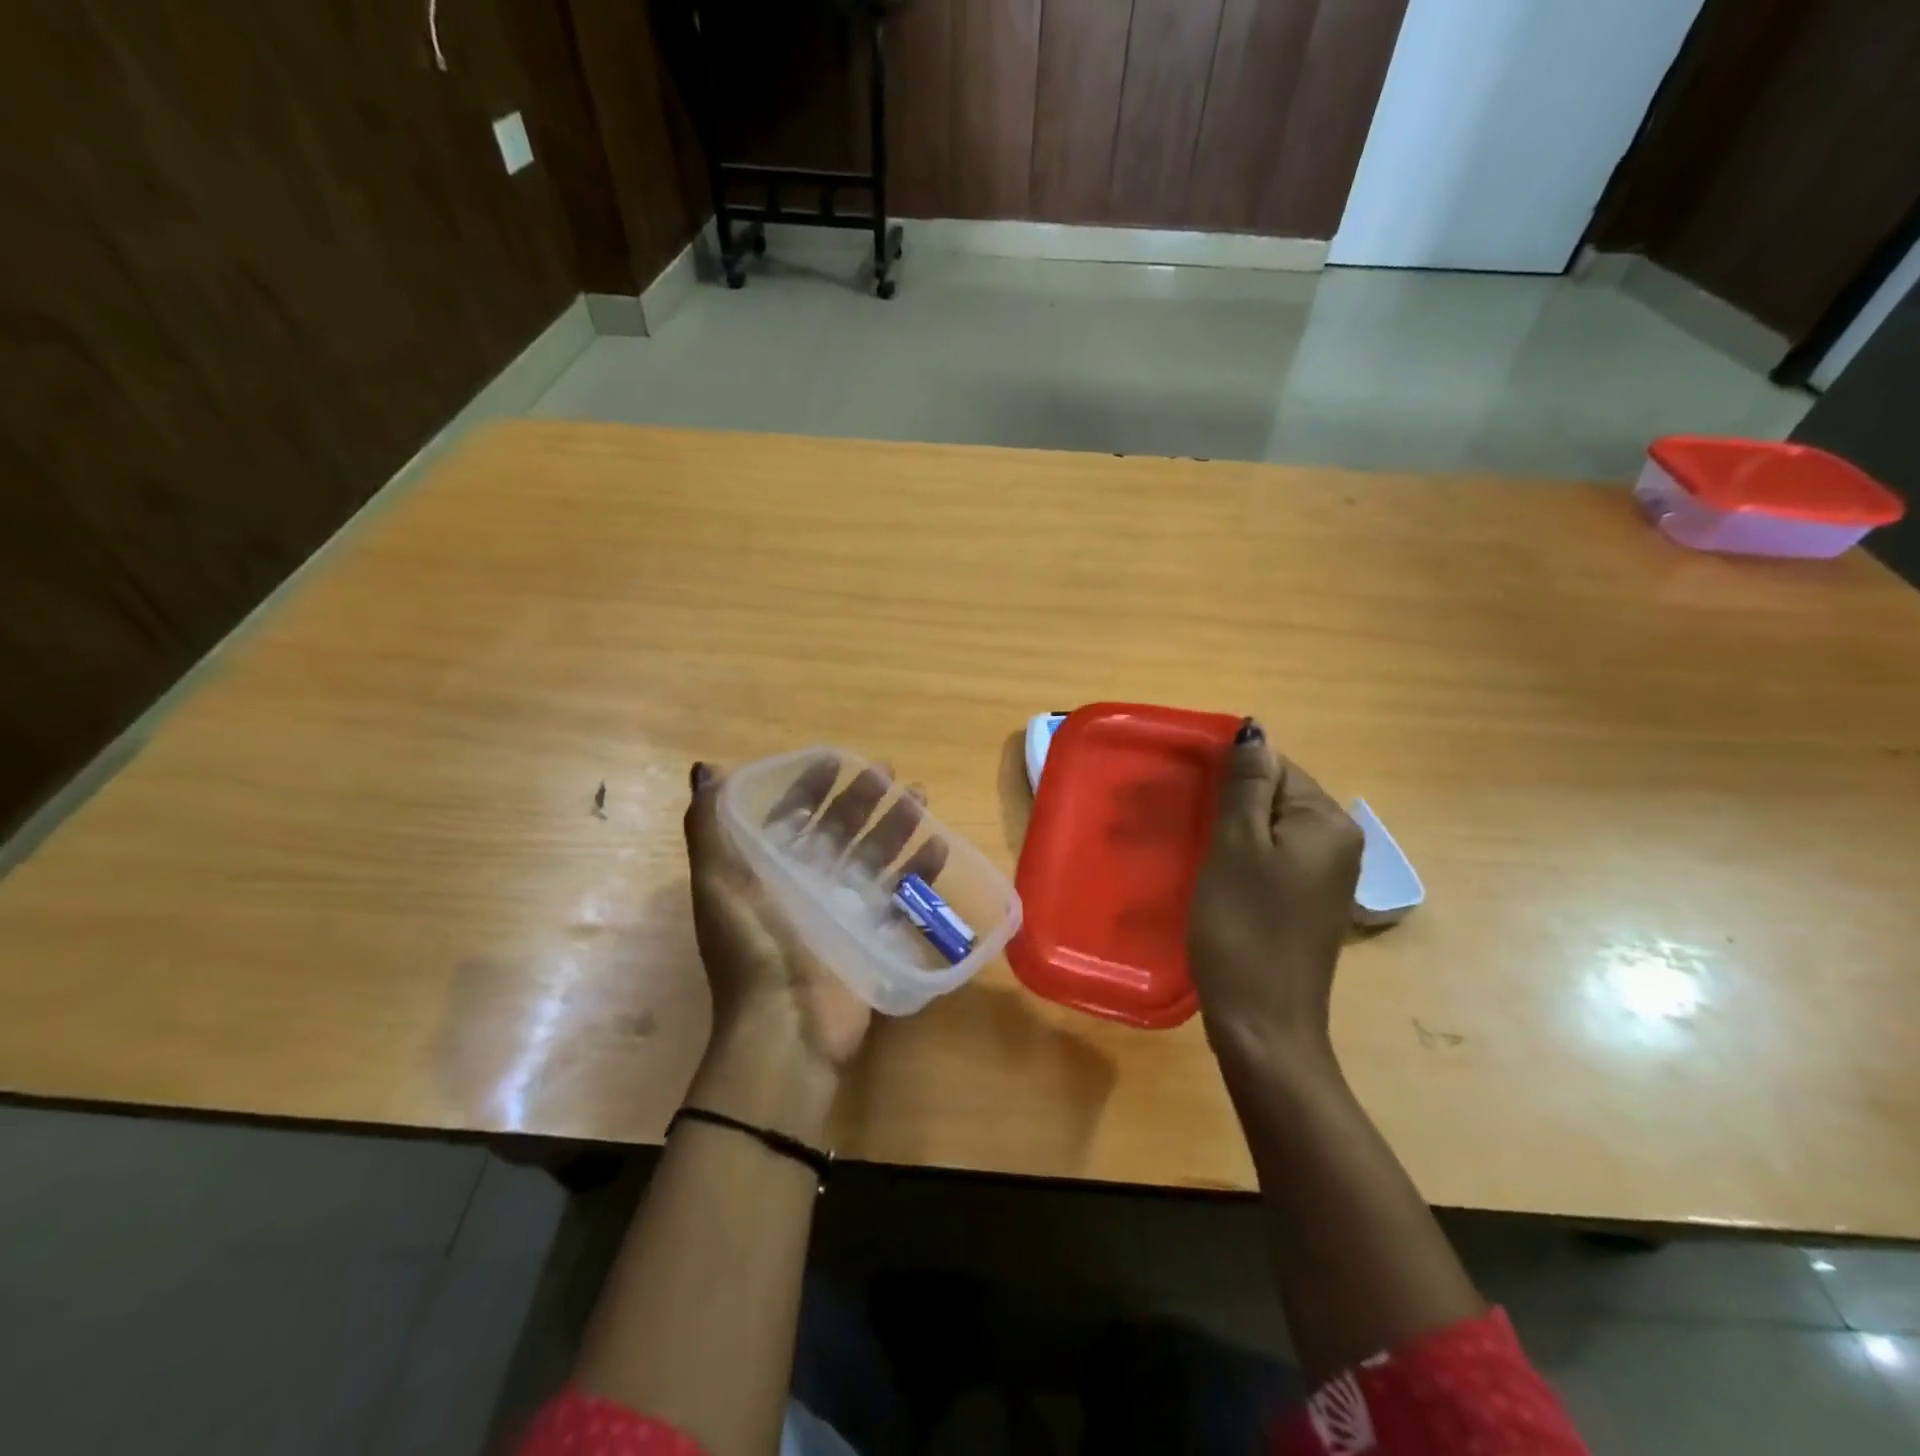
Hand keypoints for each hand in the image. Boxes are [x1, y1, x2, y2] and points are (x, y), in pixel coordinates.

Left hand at [681, 757, 945, 1142]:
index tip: (838, 761)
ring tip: (920, 798)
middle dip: (863, 800)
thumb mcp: (718, 884)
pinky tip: (939, 846)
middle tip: (890, 773)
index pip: (792, 817)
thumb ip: (709, 827)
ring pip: (874, 856)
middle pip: (840, 831)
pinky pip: (901, 895)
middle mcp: (805, 884)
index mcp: (767, 870)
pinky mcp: (873, 934)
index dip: (812, 788)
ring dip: (896, 826)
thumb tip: (706, 770)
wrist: (786, 1026)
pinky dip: (919, 871)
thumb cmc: (752, 947)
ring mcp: (842, 910)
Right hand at [1188, 721, 1362, 1080]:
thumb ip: (1245, 786)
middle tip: (1177, 821)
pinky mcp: (1306, 902)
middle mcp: (1337, 843)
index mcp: (1327, 823)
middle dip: (1225, 802)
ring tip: (1188, 847)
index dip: (1226, 775)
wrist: (1263, 1024)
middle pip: (1273, 797)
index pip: (1275, 767)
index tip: (1183, 794)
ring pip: (1268, 829)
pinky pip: (1270, 859)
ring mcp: (1324, 876)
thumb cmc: (1243, 928)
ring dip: (1227, 830)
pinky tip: (1211, 875)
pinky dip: (1239, 858)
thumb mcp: (1235, 848)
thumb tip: (1254, 729)